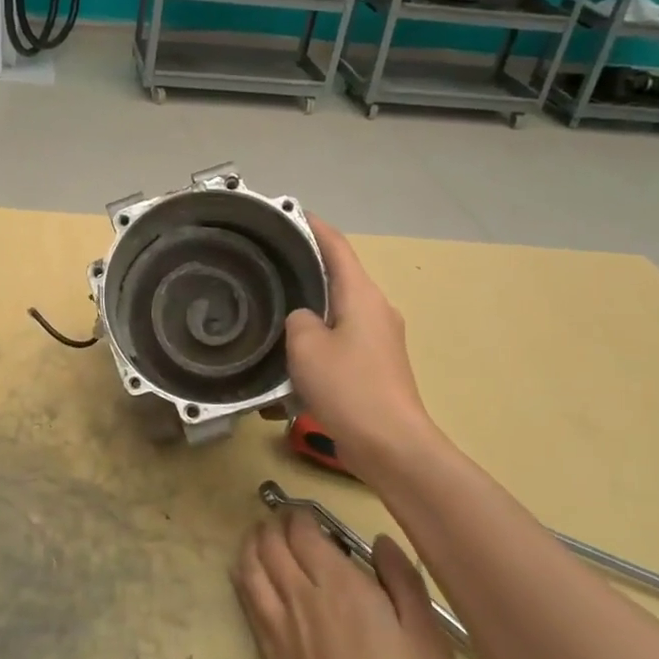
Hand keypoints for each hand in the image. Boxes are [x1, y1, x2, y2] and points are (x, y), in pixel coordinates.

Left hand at [232, 510, 460, 658]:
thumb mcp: (427, 639)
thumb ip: (402, 581)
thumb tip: (380, 540)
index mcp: (338, 583)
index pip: (302, 530)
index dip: (301, 514)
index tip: (311, 513)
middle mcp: (299, 594)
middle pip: (270, 542)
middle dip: (274, 522)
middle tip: (287, 519)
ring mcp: (278, 624)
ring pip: (250, 564)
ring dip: (253, 542)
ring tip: (263, 536)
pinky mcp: (268, 653)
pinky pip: (246, 597)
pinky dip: (244, 573)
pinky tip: (250, 574)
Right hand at [286, 218, 441, 465]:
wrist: (391, 446)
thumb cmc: (349, 387)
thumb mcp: (306, 346)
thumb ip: (298, 320)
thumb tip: (304, 320)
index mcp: (362, 295)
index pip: (336, 247)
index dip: (313, 226)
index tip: (288, 213)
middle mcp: (376, 310)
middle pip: (338, 278)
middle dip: (305, 269)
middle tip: (267, 265)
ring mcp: (380, 339)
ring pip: (337, 312)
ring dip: (309, 310)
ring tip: (272, 312)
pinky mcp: (376, 366)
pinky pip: (341, 340)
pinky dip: (317, 341)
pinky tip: (291, 358)